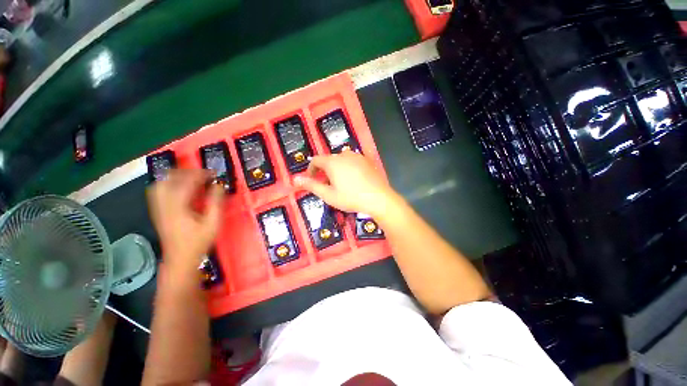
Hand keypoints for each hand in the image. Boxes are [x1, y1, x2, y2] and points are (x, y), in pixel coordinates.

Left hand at [146, 169, 223, 273]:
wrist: (180, 259)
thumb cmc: (199, 242)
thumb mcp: (213, 223)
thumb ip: (216, 203)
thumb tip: (219, 186)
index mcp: (178, 207)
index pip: (186, 182)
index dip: (200, 174)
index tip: (213, 173)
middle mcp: (164, 205)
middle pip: (168, 179)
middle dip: (185, 172)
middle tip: (201, 174)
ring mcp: (158, 208)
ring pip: (160, 184)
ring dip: (175, 177)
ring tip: (190, 178)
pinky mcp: (158, 212)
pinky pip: (158, 191)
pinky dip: (169, 184)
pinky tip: (180, 188)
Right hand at [294, 151, 400, 217]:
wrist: (378, 198)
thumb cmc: (350, 198)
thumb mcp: (328, 195)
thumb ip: (311, 185)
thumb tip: (294, 179)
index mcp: (332, 162)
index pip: (316, 160)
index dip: (311, 169)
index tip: (311, 179)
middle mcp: (344, 155)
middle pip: (329, 160)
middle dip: (325, 171)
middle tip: (327, 185)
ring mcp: (357, 156)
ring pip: (341, 160)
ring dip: (337, 169)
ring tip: (341, 183)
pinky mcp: (367, 160)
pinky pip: (353, 161)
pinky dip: (349, 168)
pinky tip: (354, 180)